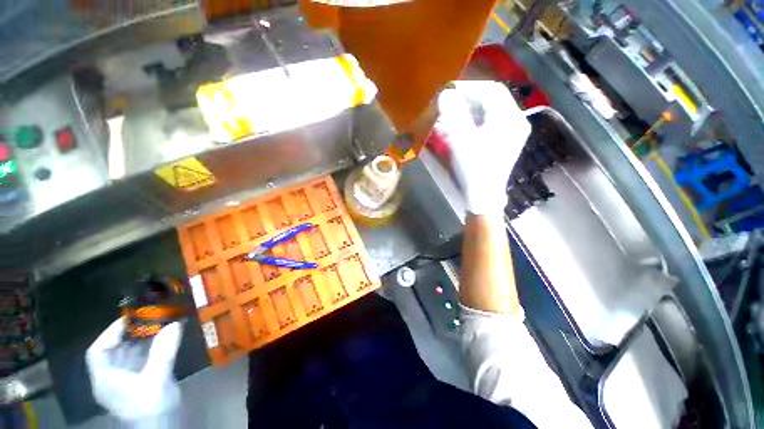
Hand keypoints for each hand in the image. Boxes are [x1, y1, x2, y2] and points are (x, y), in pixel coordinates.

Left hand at [86, 319, 182, 420]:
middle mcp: (111, 378)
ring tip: (160, 324)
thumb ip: (163, 352)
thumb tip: (175, 324)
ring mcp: (126, 381)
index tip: (131, 318)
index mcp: (106, 379)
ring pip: (129, 355)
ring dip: (142, 339)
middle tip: (151, 318)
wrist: (162, 428)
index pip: (98, 351)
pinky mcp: (140, 382)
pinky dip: (151, 348)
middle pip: (114, 351)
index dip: (110, 333)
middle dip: (130, 333)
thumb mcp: (157, 380)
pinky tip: (164, 340)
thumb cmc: (151, 407)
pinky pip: (141, 360)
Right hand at [435, 81, 531, 215]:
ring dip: (468, 112)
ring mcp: (511, 134)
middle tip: (448, 104)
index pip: (491, 90)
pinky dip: (473, 123)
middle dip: (467, 100)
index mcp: (509, 118)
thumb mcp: (462, 140)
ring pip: (489, 113)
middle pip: (491, 100)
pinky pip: (488, 125)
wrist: (484, 197)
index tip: (449, 92)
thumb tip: (446, 94)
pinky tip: (460, 129)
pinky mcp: (504, 144)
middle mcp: (515, 122)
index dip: (469, 88)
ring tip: (450, 118)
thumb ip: (454, 114)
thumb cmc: (474, 168)